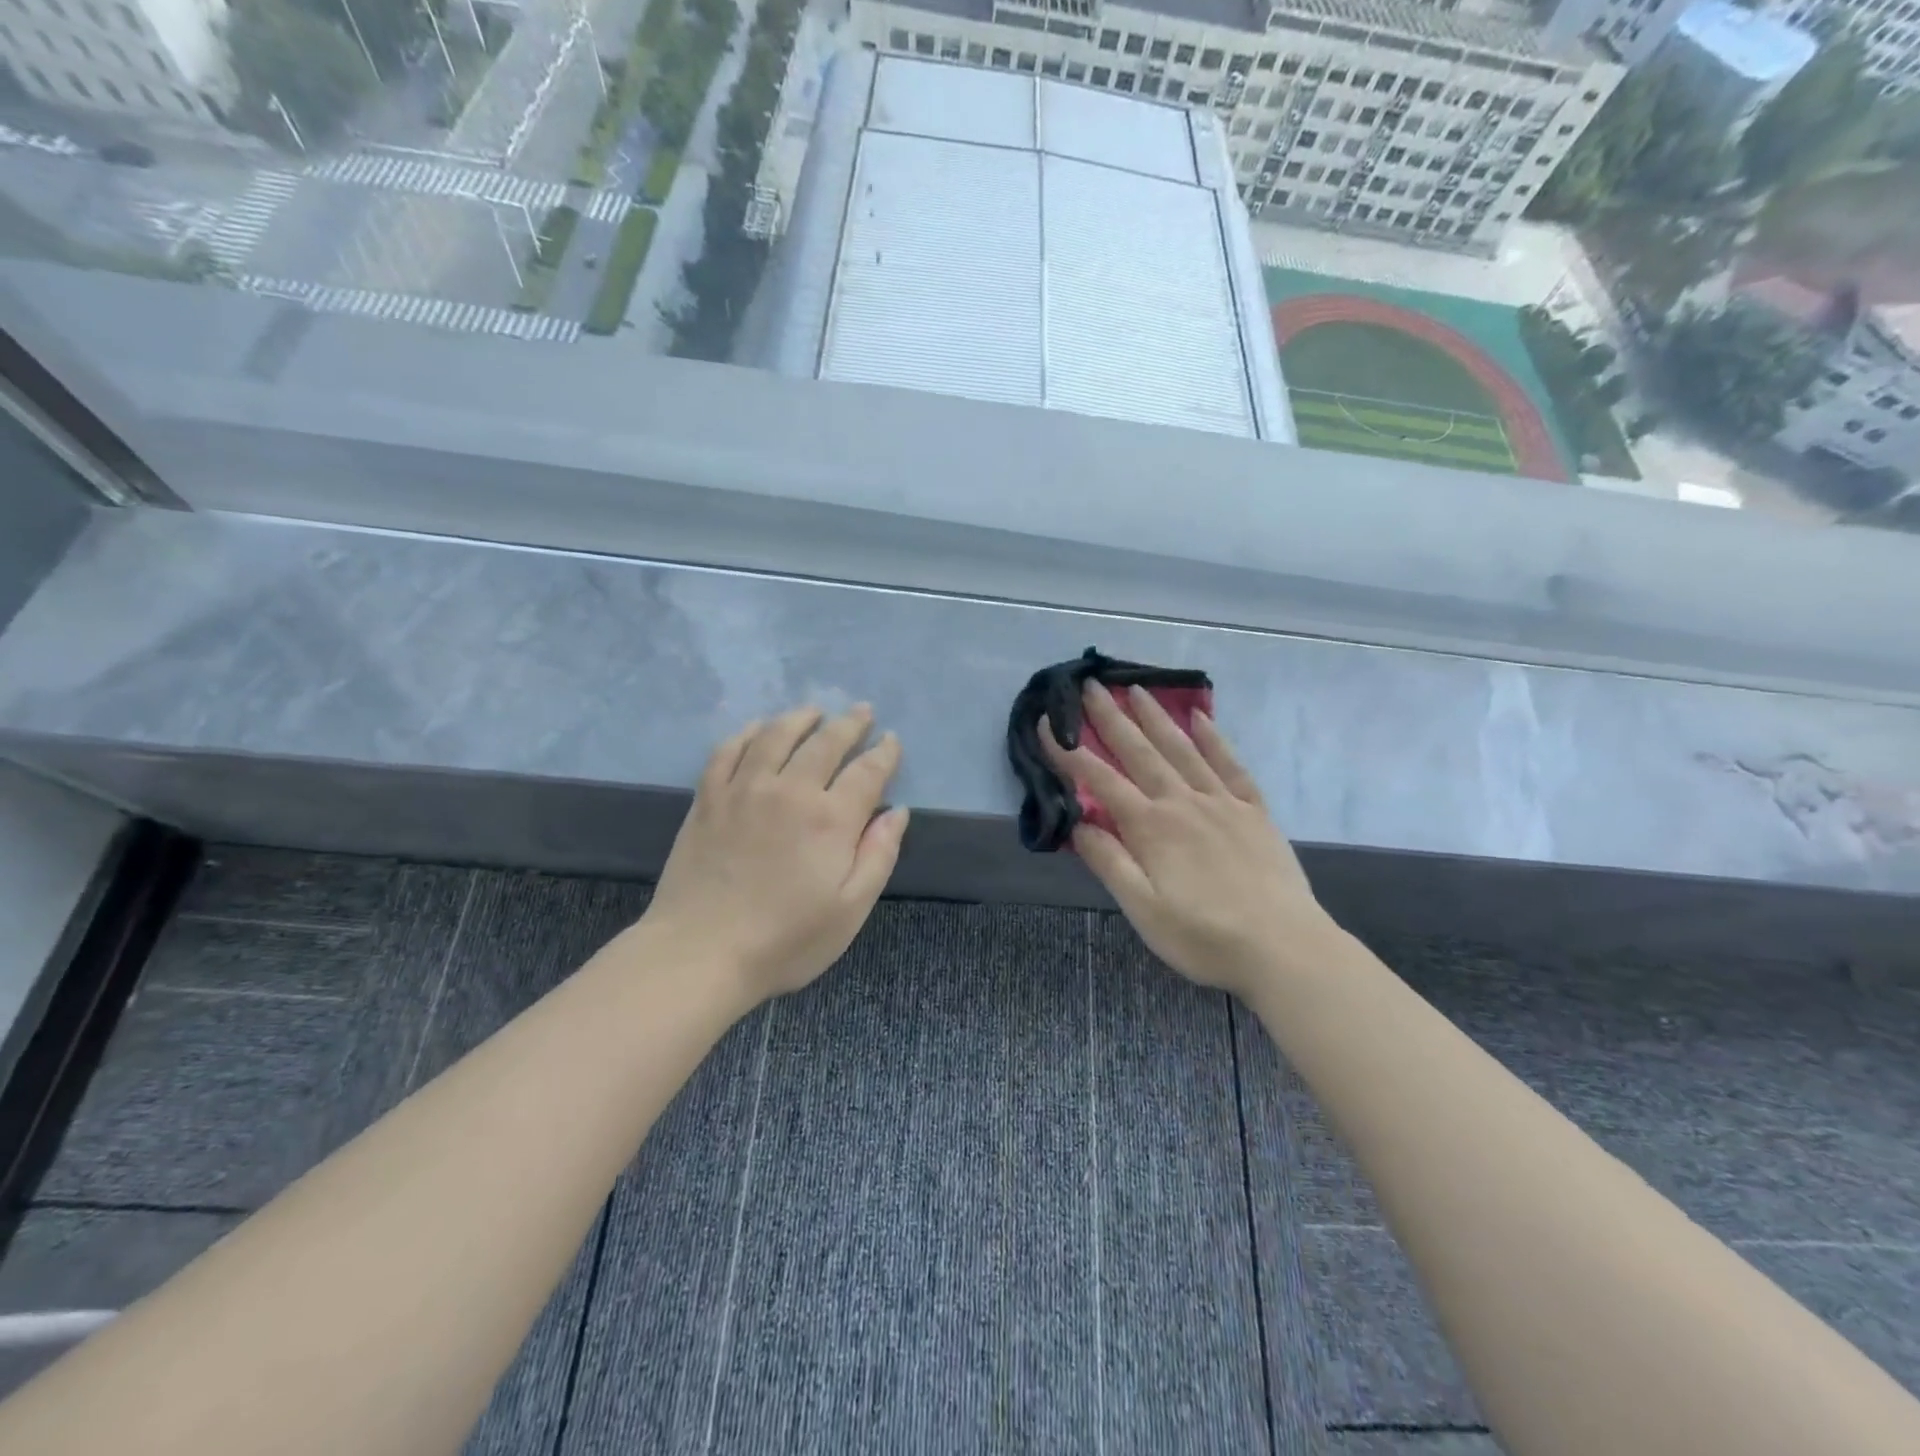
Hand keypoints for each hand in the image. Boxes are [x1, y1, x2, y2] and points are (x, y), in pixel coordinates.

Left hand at [641, 705, 908, 1006]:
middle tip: (862, 712)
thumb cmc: (785, 941)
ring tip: (813, 711)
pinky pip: (728, 750)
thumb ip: (878, 855)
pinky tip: (756, 728)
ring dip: (799, 718)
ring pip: (776, 736)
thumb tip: (897, 812)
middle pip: (826, 742)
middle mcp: (790, 791)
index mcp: (831, 819)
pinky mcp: (708, 798)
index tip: (892, 741)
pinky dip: (746, 733)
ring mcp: (744, 789)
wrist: (700, 953)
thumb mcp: (850, 910)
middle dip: (849, 724)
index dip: (884, 753)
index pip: (867, 771)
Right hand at [1043, 682, 1334, 998]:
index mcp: (1151, 827)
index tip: (1046, 724)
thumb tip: (1077, 823)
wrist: (1285, 949)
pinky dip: (1214, 739)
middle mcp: (1183, 802)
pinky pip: (1231, 764)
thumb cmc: (1204, 937)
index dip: (1069, 752)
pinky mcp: (1254, 811)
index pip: (1100, 780)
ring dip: (1156, 717)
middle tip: (1090, 685)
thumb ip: (1109, 862)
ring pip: (1182, 749)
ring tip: (1136, 689)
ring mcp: (1222, 802)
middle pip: (1140, 752)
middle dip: (1111, 718)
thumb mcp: (1142, 910)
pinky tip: (1201, 718)